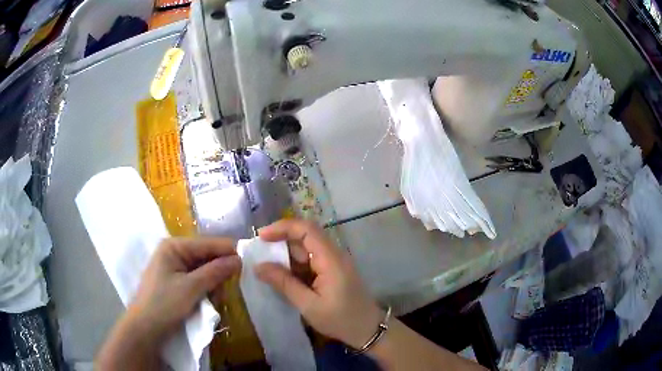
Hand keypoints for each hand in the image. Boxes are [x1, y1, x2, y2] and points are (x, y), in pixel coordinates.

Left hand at [129, 237, 240, 338]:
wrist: (145, 328)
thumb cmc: (164, 304)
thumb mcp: (191, 288)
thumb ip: (215, 272)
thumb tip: (240, 259)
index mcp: (174, 246)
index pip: (208, 243)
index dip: (229, 251)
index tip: (250, 261)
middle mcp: (175, 252)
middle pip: (207, 256)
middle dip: (219, 273)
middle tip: (228, 288)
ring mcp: (175, 267)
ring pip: (205, 270)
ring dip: (213, 284)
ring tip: (214, 300)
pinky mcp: (177, 281)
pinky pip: (198, 280)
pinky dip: (206, 290)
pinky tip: (207, 302)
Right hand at [255, 219, 383, 348]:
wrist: (367, 330)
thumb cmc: (340, 319)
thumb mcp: (308, 304)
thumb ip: (284, 283)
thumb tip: (258, 266)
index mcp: (331, 259)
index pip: (307, 229)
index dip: (283, 227)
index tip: (261, 237)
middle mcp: (334, 254)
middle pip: (306, 237)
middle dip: (281, 242)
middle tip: (260, 255)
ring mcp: (335, 262)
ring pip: (307, 249)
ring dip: (287, 256)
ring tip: (268, 268)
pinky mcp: (333, 270)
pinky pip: (311, 260)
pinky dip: (296, 266)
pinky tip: (284, 277)